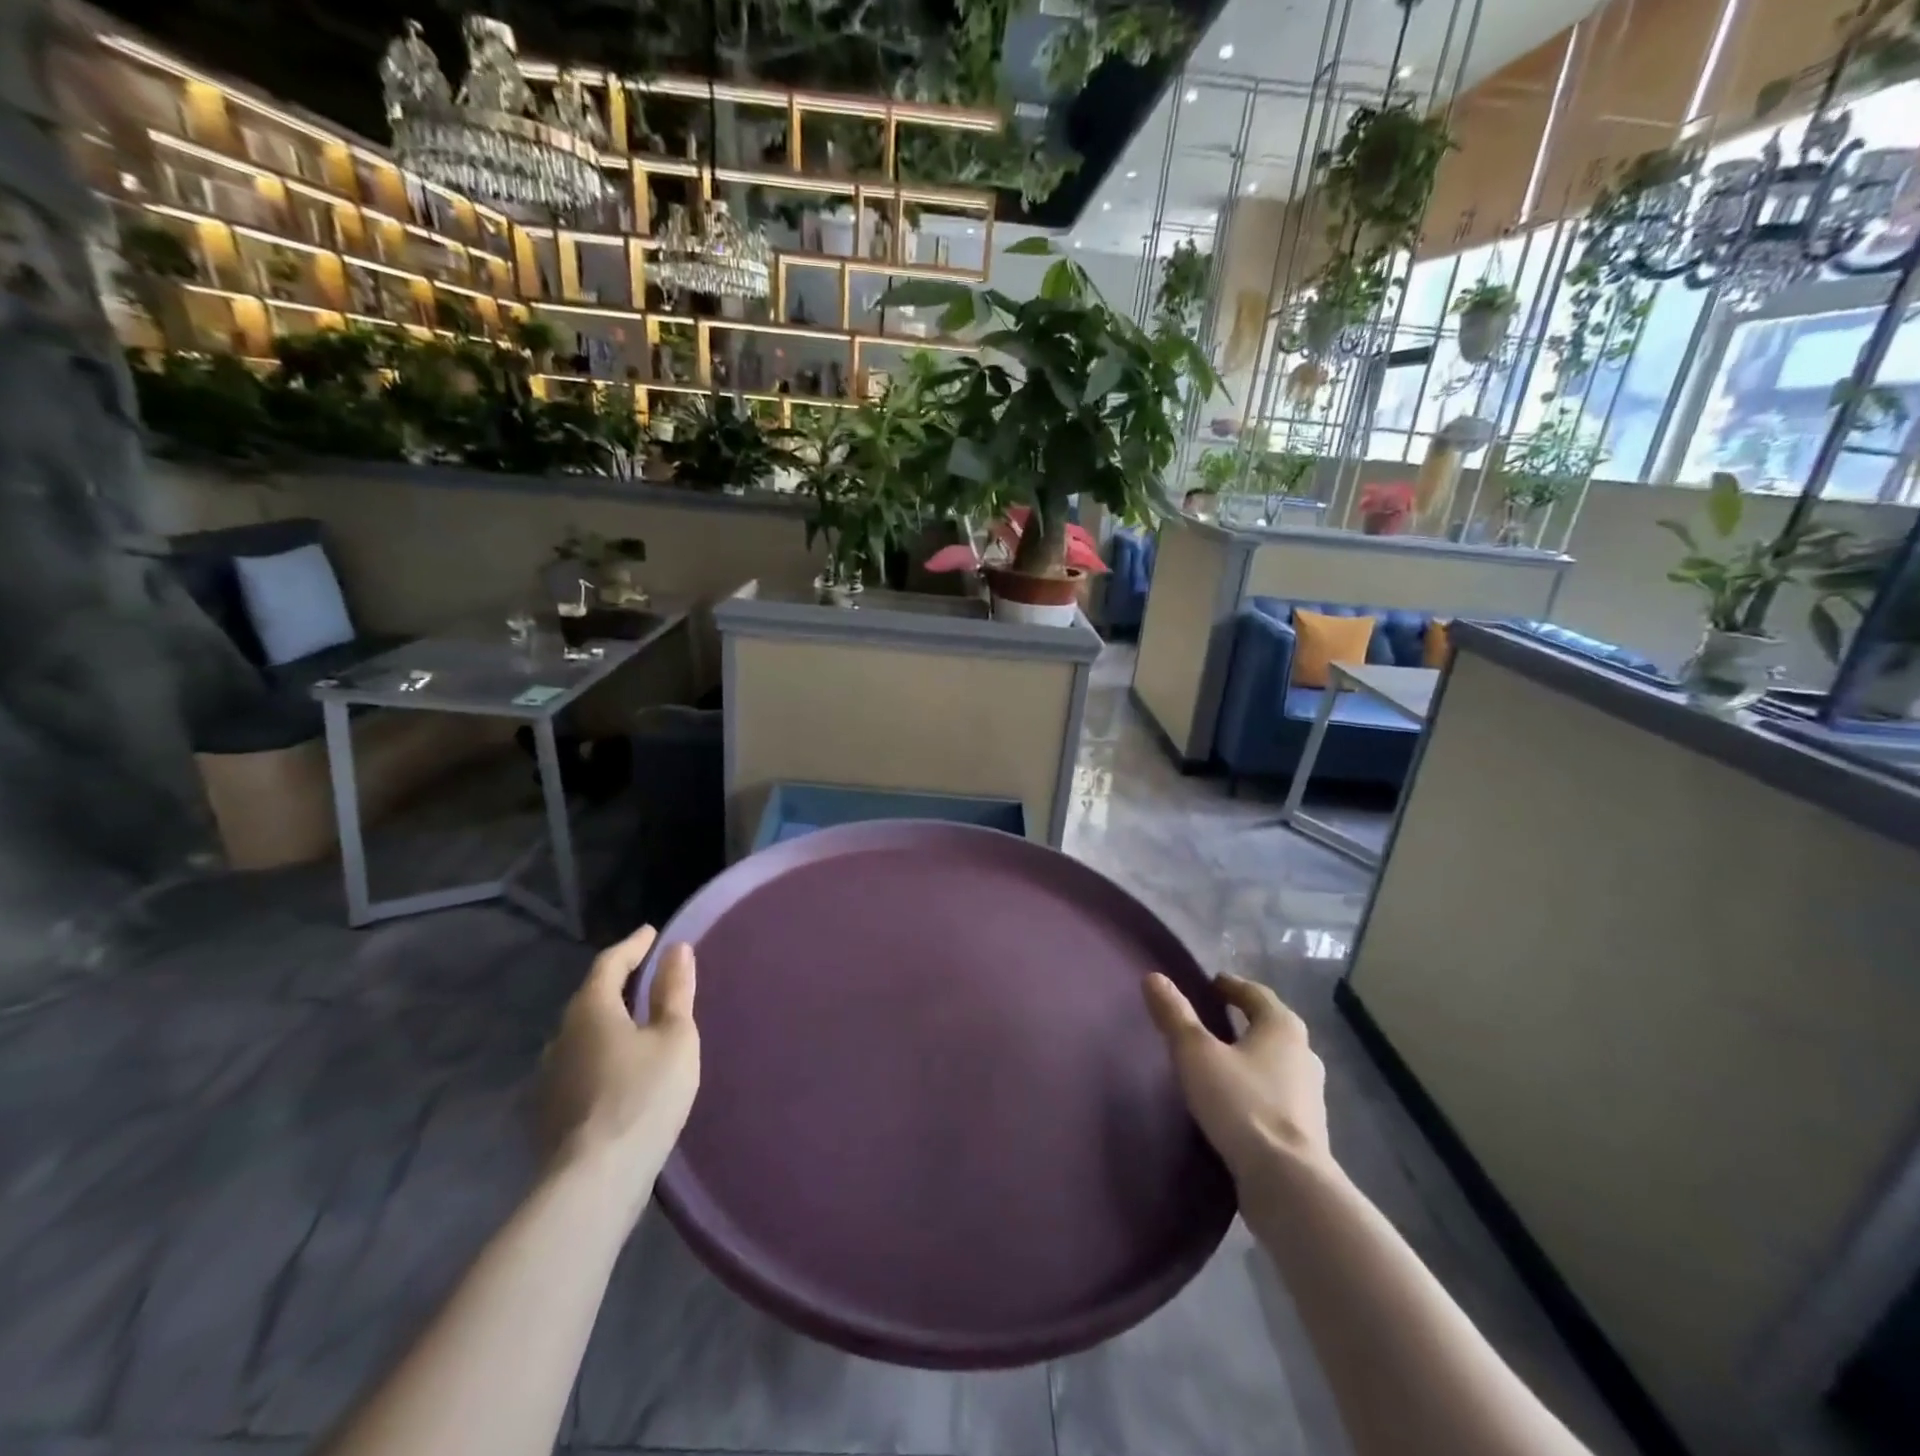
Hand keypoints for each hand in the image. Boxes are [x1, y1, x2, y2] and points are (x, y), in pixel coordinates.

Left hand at [541, 926, 699, 1220]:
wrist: (593, 1182)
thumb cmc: (643, 1096)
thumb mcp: (675, 1037)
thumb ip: (674, 991)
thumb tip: (676, 950)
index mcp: (590, 1009)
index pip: (610, 963)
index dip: (633, 945)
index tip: (652, 933)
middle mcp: (560, 1035)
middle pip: (591, 997)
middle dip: (618, 982)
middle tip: (647, 974)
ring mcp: (548, 1075)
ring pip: (581, 1033)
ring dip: (607, 1020)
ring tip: (634, 1020)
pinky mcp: (547, 1110)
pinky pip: (578, 1063)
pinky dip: (599, 1052)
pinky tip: (616, 1067)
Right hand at [1143, 972, 1330, 1184]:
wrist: (1288, 1184)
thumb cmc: (1242, 1104)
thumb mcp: (1196, 1054)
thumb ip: (1174, 1015)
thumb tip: (1153, 977)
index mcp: (1282, 1027)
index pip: (1256, 993)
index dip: (1231, 986)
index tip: (1210, 985)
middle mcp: (1304, 1054)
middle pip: (1270, 1026)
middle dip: (1243, 1020)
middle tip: (1212, 1019)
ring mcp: (1310, 1095)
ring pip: (1276, 1062)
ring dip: (1251, 1056)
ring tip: (1220, 1061)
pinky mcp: (1306, 1131)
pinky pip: (1277, 1094)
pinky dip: (1256, 1088)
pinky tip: (1235, 1102)